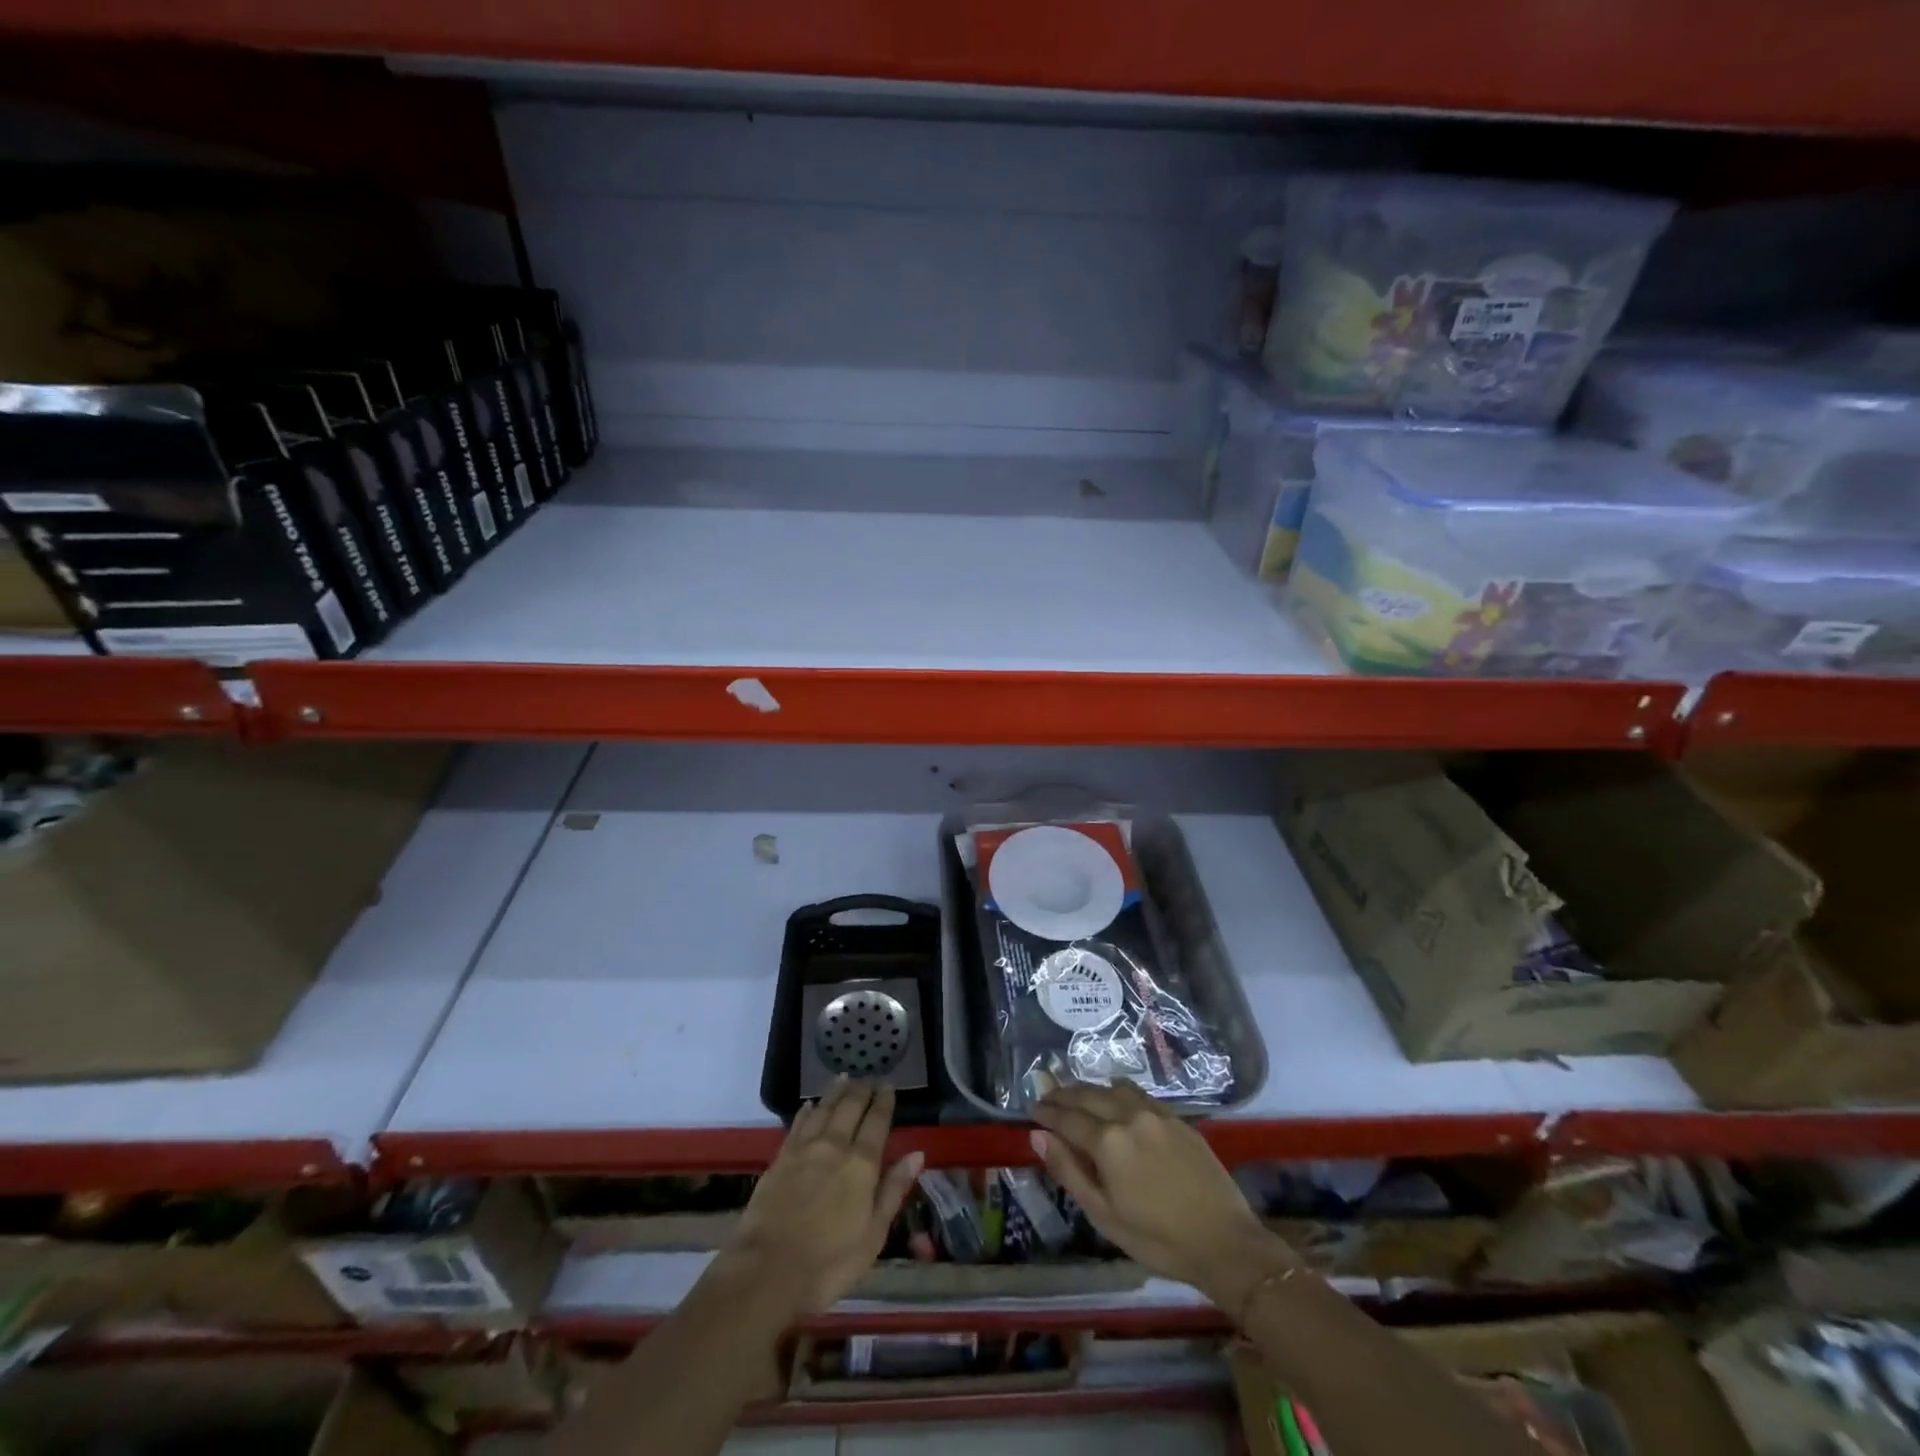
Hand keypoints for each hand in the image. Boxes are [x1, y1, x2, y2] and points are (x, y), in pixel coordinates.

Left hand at [728, 1078, 923, 1320]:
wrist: (766, 1271)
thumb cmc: (828, 1262)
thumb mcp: (873, 1235)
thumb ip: (893, 1190)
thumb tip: (917, 1154)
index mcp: (861, 1164)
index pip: (877, 1122)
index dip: (884, 1102)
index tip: (888, 1086)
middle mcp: (834, 1146)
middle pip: (850, 1108)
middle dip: (861, 1090)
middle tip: (868, 1078)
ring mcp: (804, 1150)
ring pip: (823, 1109)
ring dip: (835, 1092)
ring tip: (843, 1077)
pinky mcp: (780, 1159)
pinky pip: (797, 1124)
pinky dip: (807, 1111)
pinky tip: (809, 1105)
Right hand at [1031, 1081, 1295, 1312]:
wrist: (1225, 1242)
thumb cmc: (1158, 1239)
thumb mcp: (1104, 1215)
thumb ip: (1069, 1171)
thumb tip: (1038, 1136)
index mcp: (1108, 1141)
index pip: (1067, 1117)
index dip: (1047, 1111)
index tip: (1031, 1107)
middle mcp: (1128, 1115)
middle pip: (1088, 1096)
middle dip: (1064, 1094)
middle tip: (1047, 1094)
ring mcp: (1155, 1113)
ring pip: (1112, 1089)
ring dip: (1090, 1089)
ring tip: (1076, 1095)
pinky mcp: (1176, 1117)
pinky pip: (1138, 1093)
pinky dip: (1117, 1091)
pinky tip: (1114, 1097)